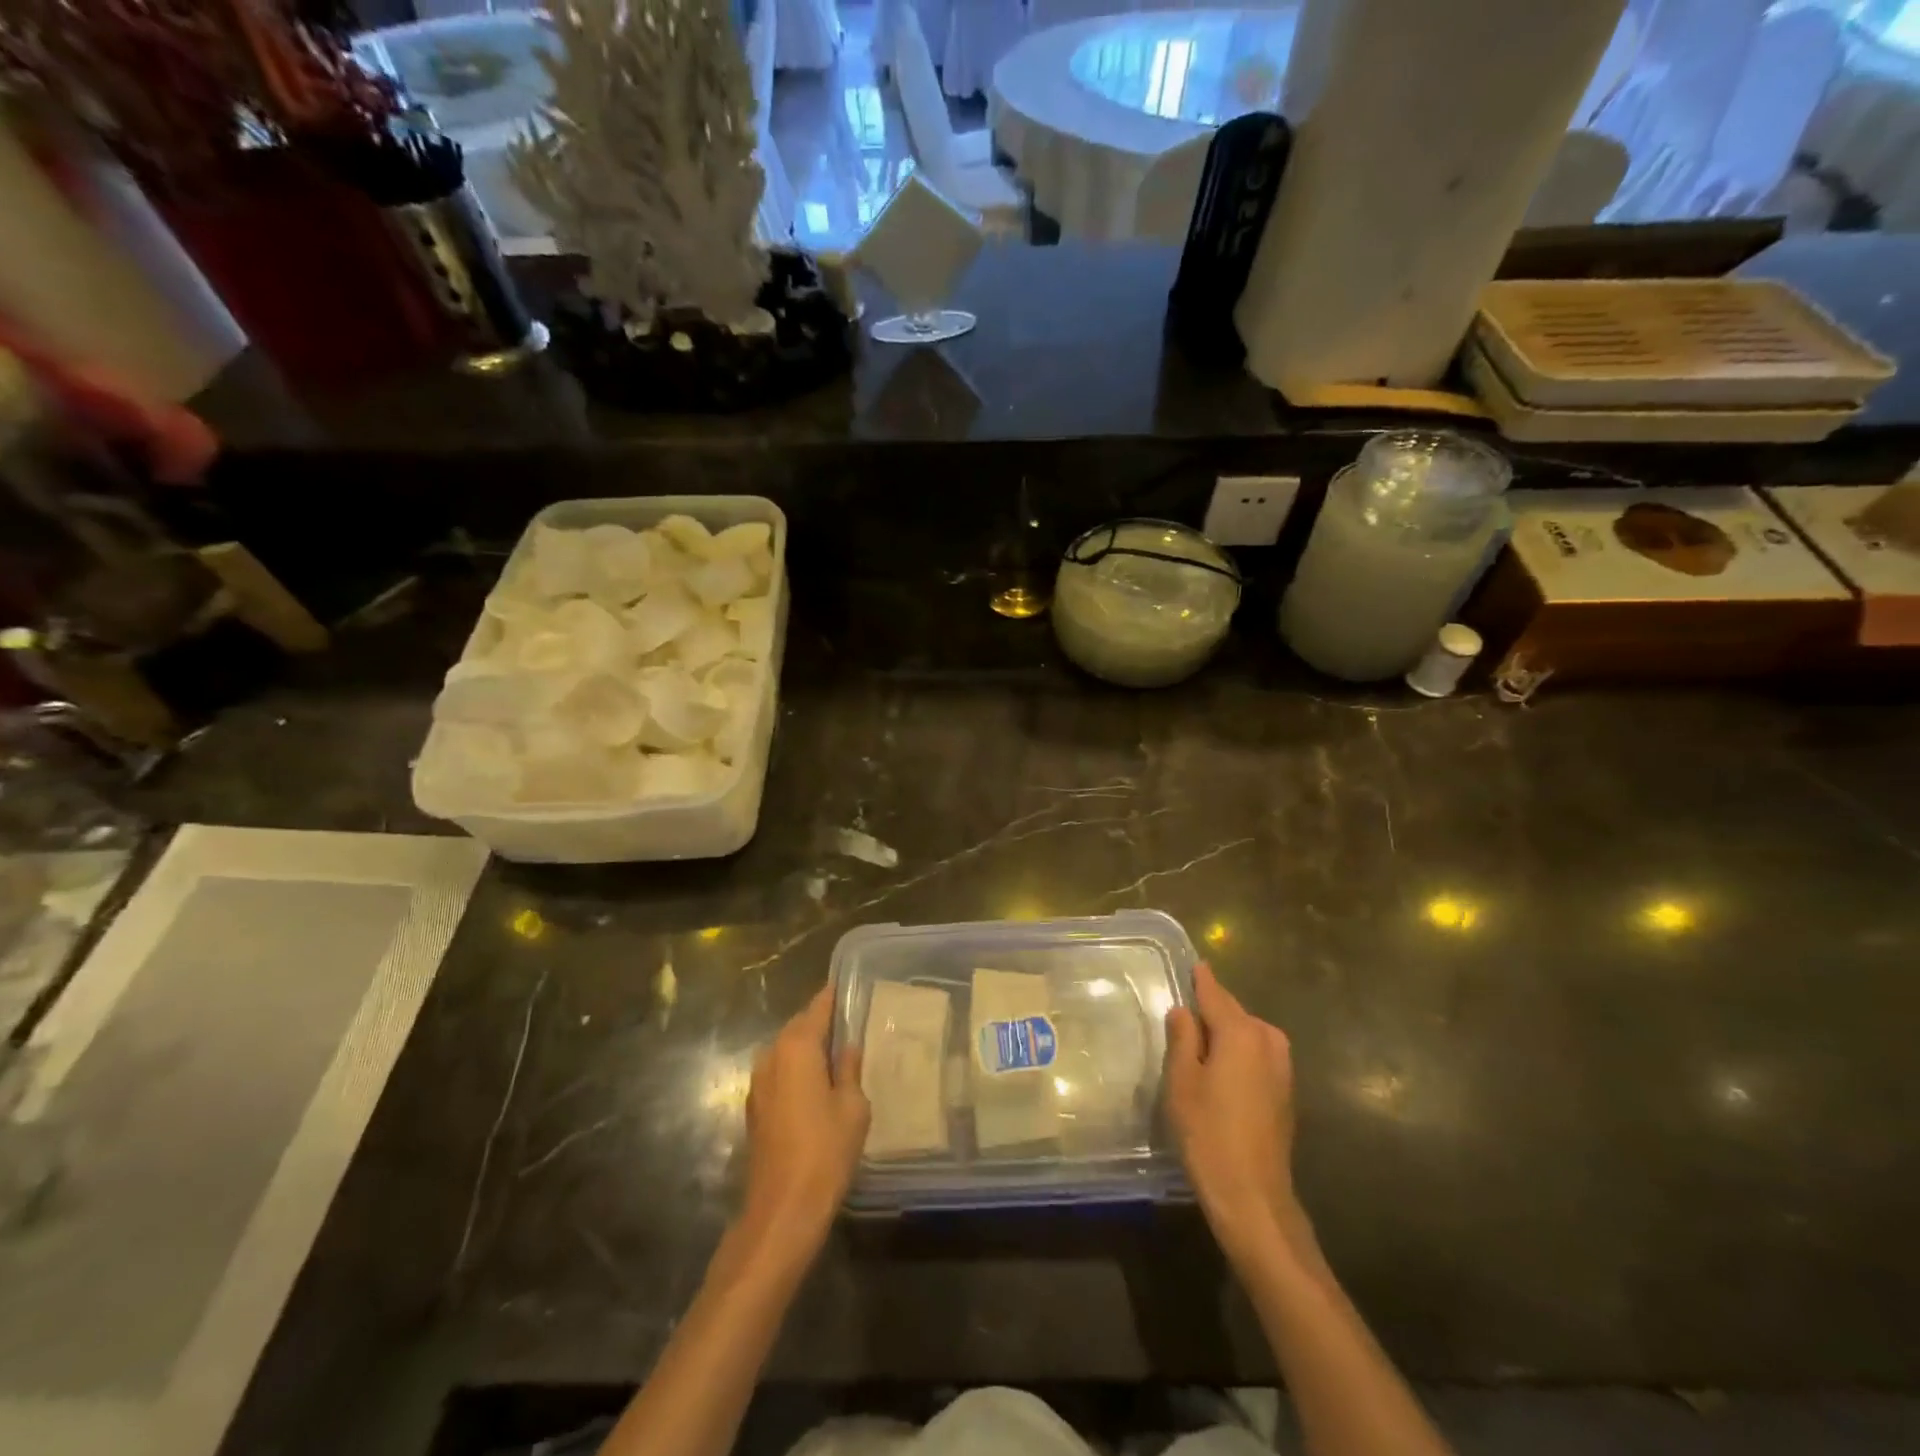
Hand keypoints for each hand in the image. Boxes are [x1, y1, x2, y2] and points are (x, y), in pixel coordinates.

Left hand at [740, 986, 869, 1257]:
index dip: (834, 995)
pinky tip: (819, 1083)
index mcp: (798, 1047)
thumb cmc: (825, 1151)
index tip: (851, 985)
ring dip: (809, 1047)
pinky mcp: (755, 1106)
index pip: (818, 1007)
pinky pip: (780, 1071)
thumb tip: (848, 1047)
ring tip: (839, 1052)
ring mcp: (759, 1082)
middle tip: (853, 1022)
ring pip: (788, 1049)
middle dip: (822, 1022)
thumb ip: (850, 1069)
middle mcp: (772, 1055)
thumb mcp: (853, 1106)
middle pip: (800, 1026)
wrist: (782, 1209)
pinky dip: (798, 1069)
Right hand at [1165, 962, 1310, 1267]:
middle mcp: (1267, 1041)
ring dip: (1225, 1033)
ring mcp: (1282, 1067)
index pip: (1215, 994)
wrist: (1253, 1196)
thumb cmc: (1208, 1133)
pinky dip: (1238, 1052)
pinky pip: (1256, 1055)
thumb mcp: (1182, 1081)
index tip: (1193, 963)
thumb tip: (1184, 1011)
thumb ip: (1183, 1039)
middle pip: (1233, 1012)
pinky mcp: (1285, 1091)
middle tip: (1183, 1010)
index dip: (1201, 980)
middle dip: (1211, 1008)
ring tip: (1197, 1042)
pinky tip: (1219, 1069)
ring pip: (1247, 1034)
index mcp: (1241, 1032)